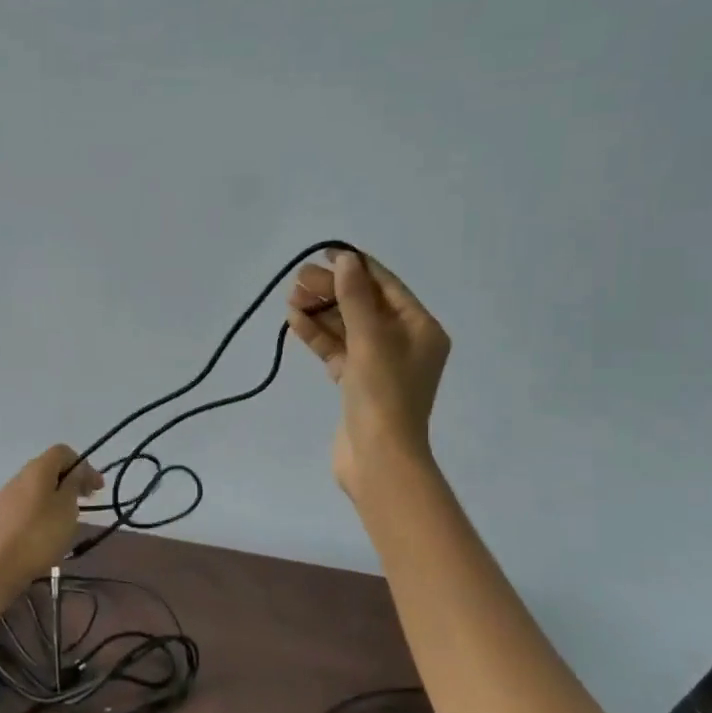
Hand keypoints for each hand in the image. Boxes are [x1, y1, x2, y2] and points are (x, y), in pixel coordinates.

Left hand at [0, 445, 104, 586]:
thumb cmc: (40, 535)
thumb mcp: (67, 507)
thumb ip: (74, 483)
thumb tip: (76, 470)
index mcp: (37, 469)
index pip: (62, 451)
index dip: (83, 465)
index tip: (96, 488)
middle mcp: (19, 477)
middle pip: (49, 468)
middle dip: (71, 481)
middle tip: (87, 500)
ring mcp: (6, 497)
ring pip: (37, 488)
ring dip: (56, 496)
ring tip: (69, 518)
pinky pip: (27, 505)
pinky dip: (42, 510)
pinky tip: (47, 531)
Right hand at [287, 248, 449, 498]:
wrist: (378, 458)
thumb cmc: (384, 392)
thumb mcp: (370, 338)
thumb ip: (355, 296)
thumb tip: (345, 260)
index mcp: (420, 329)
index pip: (387, 286)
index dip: (356, 268)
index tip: (325, 254)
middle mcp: (404, 343)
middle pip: (364, 305)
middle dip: (332, 290)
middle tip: (298, 280)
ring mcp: (379, 365)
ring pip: (347, 328)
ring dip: (320, 312)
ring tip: (291, 298)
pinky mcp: (357, 384)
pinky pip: (337, 351)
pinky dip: (318, 336)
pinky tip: (294, 322)